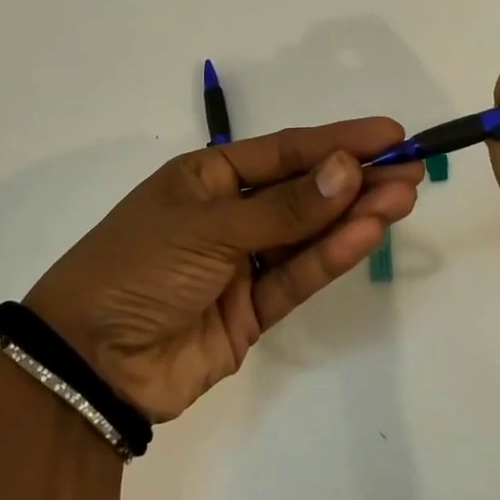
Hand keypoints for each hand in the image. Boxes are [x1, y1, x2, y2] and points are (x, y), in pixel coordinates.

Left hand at [24, 120, 422, 421]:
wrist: (88, 364)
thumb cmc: (137, 268)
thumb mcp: (208, 227)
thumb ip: (283, 207)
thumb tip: (347, 169)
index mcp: (207, 176)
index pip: (284, 151)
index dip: (337, 140)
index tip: (388, 134)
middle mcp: (229, 213)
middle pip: (303, 191)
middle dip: (356, 178)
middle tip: (411, 168)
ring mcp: (242, 263)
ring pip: (307, 233)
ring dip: (353, 215)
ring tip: (403, 196)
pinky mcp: (252, 311)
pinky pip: (297, 276)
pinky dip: (331, 256)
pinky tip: (368, 233)